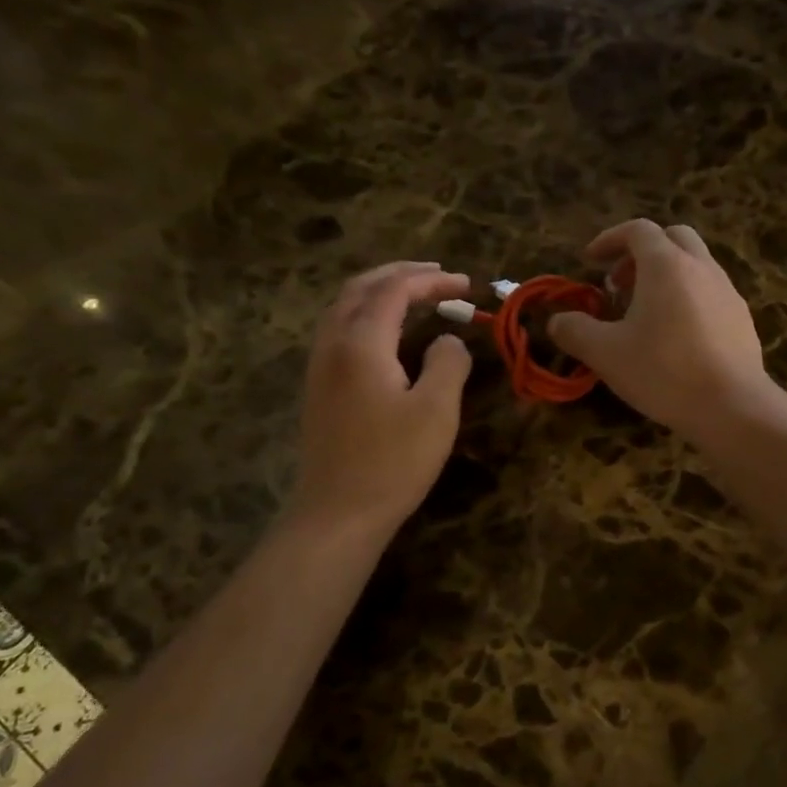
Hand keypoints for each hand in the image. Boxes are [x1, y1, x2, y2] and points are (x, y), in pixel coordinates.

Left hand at [287, 262, 472, 536]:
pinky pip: (341, 330)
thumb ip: (447, 363)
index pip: (394, 290)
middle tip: (438, 275)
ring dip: (381, 291)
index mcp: (361, 343)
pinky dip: (368, 314)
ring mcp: (320, 366)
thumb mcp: (436, 410)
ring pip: (345, 307)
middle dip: (401, 274)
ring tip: (416, 295)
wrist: (338, 512)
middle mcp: (333, 344)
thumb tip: (448, 340)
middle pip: (361, 288)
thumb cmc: (393, 461)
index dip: (431, 280)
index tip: (466, 284)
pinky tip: (389, 333)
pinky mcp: (319, 387)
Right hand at [548, 220, 771, 438]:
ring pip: (695, 265)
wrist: (732, 406)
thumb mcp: (605, 354)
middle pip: (673, 238)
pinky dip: (688, 299)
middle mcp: (701, 267)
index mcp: (666, 265)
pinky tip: (677, 337)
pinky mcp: (742, 319)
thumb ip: (575, 331)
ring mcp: (728, 292)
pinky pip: (711, 293)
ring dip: (666, 277)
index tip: (590, 261)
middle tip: (620, 284)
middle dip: (642, 253)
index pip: (637, 230)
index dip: (609, 240)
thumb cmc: (664, 371)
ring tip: (645, 314)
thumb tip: (557, 321)